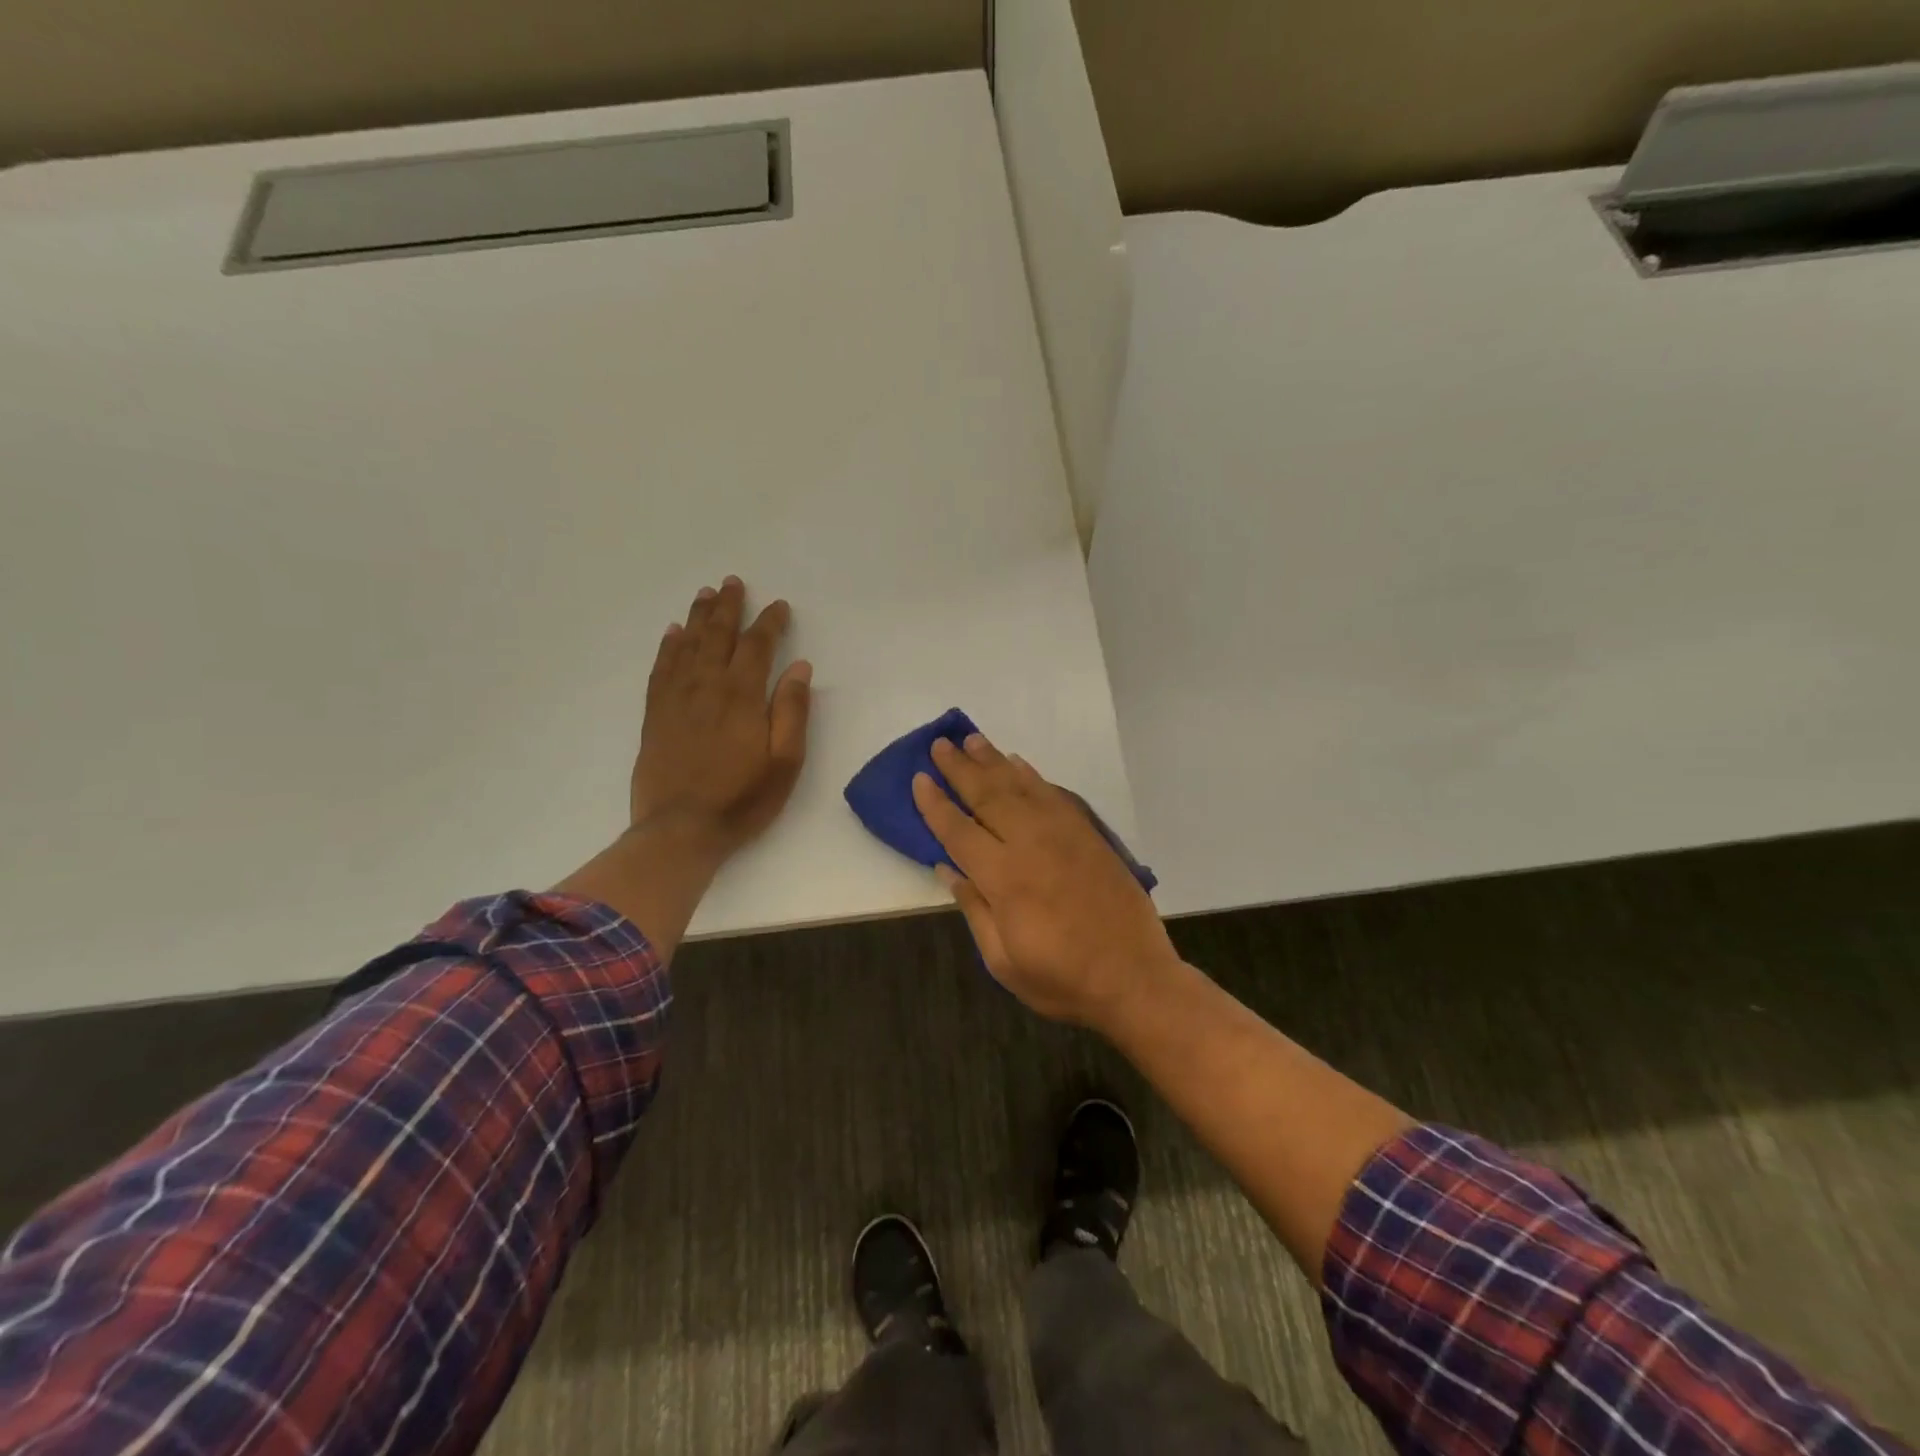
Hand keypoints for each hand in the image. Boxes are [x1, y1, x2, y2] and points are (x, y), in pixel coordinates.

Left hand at [631, 576, 812, 855]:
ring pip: (687, 645)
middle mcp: (706, 687)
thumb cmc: (742, 799)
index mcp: (742, 696)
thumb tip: (799, 668)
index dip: (770, 623)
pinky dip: (668, 646)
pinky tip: (673, 633)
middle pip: (717, 635)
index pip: (757, 646)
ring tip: (706, 595)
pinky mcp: (655, 715)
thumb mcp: (785, 761)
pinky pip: (661, 669)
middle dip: (728, 607)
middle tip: (733, 582)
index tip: (779, 606)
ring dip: (698, 617)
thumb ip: (792, 711)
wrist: (680, 830)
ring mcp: (676, 699)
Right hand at [913, 733, 1179, 1028]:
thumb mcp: (1004, 961)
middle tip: (940, 744)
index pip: (958, 831)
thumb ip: (974, 909)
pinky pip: (1054, 794)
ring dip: (993, 761)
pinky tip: (1018, 765)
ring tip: (972, 740)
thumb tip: (946, 868)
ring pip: (1021, 786)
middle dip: (960, 769)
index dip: (935, 804)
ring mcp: (1064, 834)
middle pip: (988, 796)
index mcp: (1005, 879)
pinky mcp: (1088, 834)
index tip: (919, 779)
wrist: (1135, 977)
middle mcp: (1031, 844)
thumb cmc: (1062, 979)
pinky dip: (1032, 776)